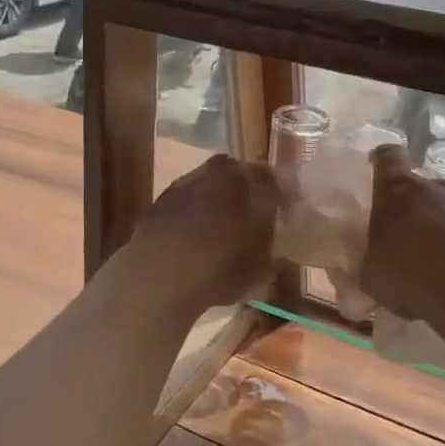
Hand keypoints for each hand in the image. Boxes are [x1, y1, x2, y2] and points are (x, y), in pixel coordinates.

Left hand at [125, 155, 280, 310]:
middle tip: (255, 210)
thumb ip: (270, 252)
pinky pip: (189, 194)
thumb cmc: (219, 270)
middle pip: (242, 172)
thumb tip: (273, 248)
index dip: (283, 195)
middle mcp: (222, 173)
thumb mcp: (258, 270)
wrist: (158, 273)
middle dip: (250, 188)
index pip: (275, 180)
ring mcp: (189, 180)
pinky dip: (196, 206)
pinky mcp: (164, 195)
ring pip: (213, 179)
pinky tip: (195, 228)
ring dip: (220, 194)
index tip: (286, 210)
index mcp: (252, 184)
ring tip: (223, 220)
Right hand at [360, 145, 444, 330]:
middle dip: (406, 202)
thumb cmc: (413, 277)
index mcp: (398, 191)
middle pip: (416, 183)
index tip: (374, 168)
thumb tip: (365, 256)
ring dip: (434, 220)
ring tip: (427, 251)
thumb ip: (365, 257)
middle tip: (397, 230)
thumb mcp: (370, 274)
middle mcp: (433, 188)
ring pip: (443, 204)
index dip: (380, 159)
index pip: (388, 156)